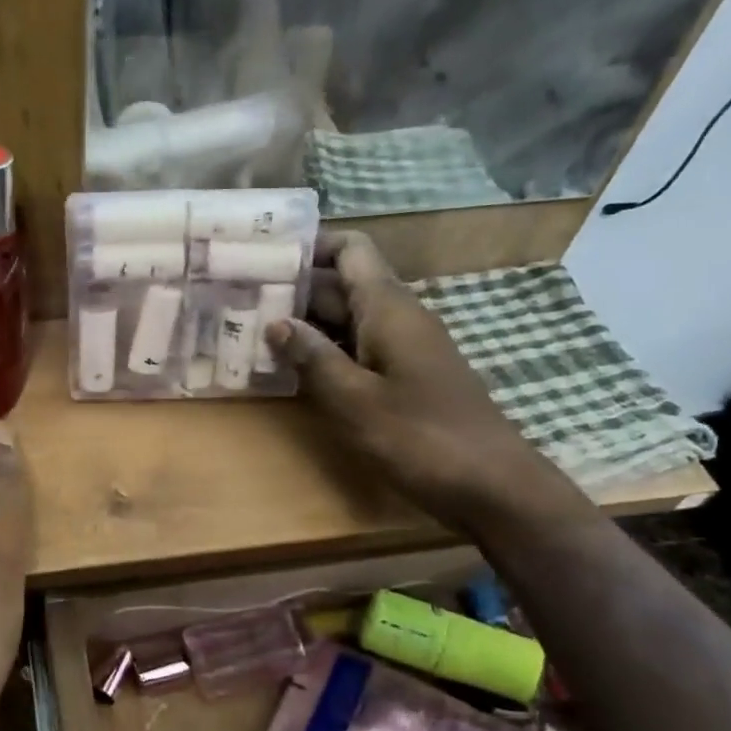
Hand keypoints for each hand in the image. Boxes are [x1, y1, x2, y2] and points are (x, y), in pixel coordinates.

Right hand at [266, 231, 582, 533]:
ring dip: (304, 325)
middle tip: (238, 299)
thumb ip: (313, 358)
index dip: (309, 246)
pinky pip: (357, 351)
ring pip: (347, 321)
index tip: (263, 257)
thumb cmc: (420, 437)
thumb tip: (276, 323)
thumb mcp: (355, 400)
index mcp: (388, 309)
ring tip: (252, 333)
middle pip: (342, 285)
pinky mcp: (405, 379)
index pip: (350, 250)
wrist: (492, 485)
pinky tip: (290, 372)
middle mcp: (397, 318)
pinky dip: (324, 354)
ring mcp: (403, 350)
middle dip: (293, 289)